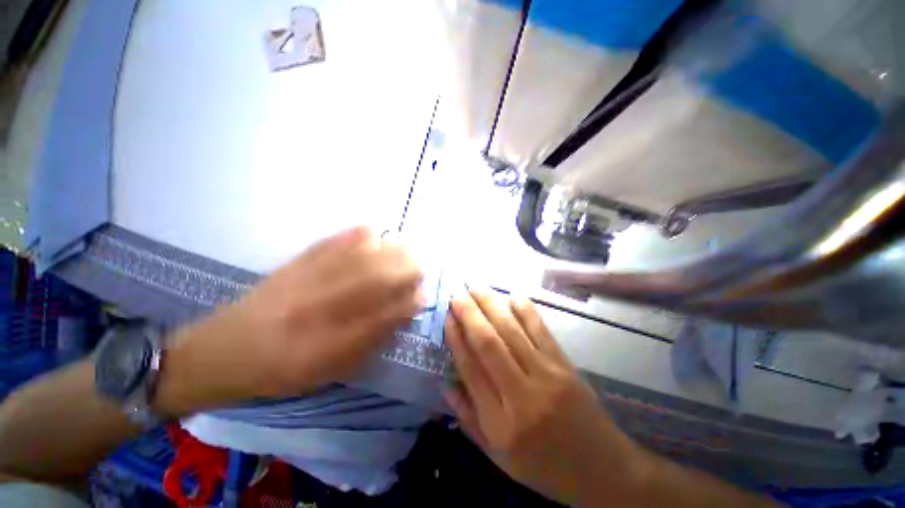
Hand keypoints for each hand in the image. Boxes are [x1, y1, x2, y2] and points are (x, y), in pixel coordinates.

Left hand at [157, 226, 423, 414]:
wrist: (224, 350)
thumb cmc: (283, 369)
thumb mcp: (331, 369)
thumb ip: (372, 339)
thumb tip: (403, 310)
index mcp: (331, 343)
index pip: (386, 314)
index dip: (410, 302)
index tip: (423, 296)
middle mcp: (322, 307)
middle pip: (379, 277)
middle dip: (408, 269)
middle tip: (420, 269)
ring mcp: (308, 279)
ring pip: (362, 255)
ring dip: (391, 250)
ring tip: (405, 251)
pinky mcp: (295, 262)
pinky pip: (334, 241)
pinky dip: (359, 234)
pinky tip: (373, 234)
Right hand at [443, 289, 642, 505]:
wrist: (604, 471)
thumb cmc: (545, 468)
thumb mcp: (500, 457)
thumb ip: (470, 419)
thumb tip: (445, 384)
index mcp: (501, 424)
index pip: (470, 369)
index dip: (456, 339)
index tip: (447, 316)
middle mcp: (522, 395)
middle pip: (488, 343)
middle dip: (469, 314)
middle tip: (457, 293)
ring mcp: (547, 375)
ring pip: (512, 331)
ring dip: (492, 304)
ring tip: (476, 287)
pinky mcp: (565, 365)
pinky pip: (541, 331)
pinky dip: (526, 310)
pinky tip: (514, 294)